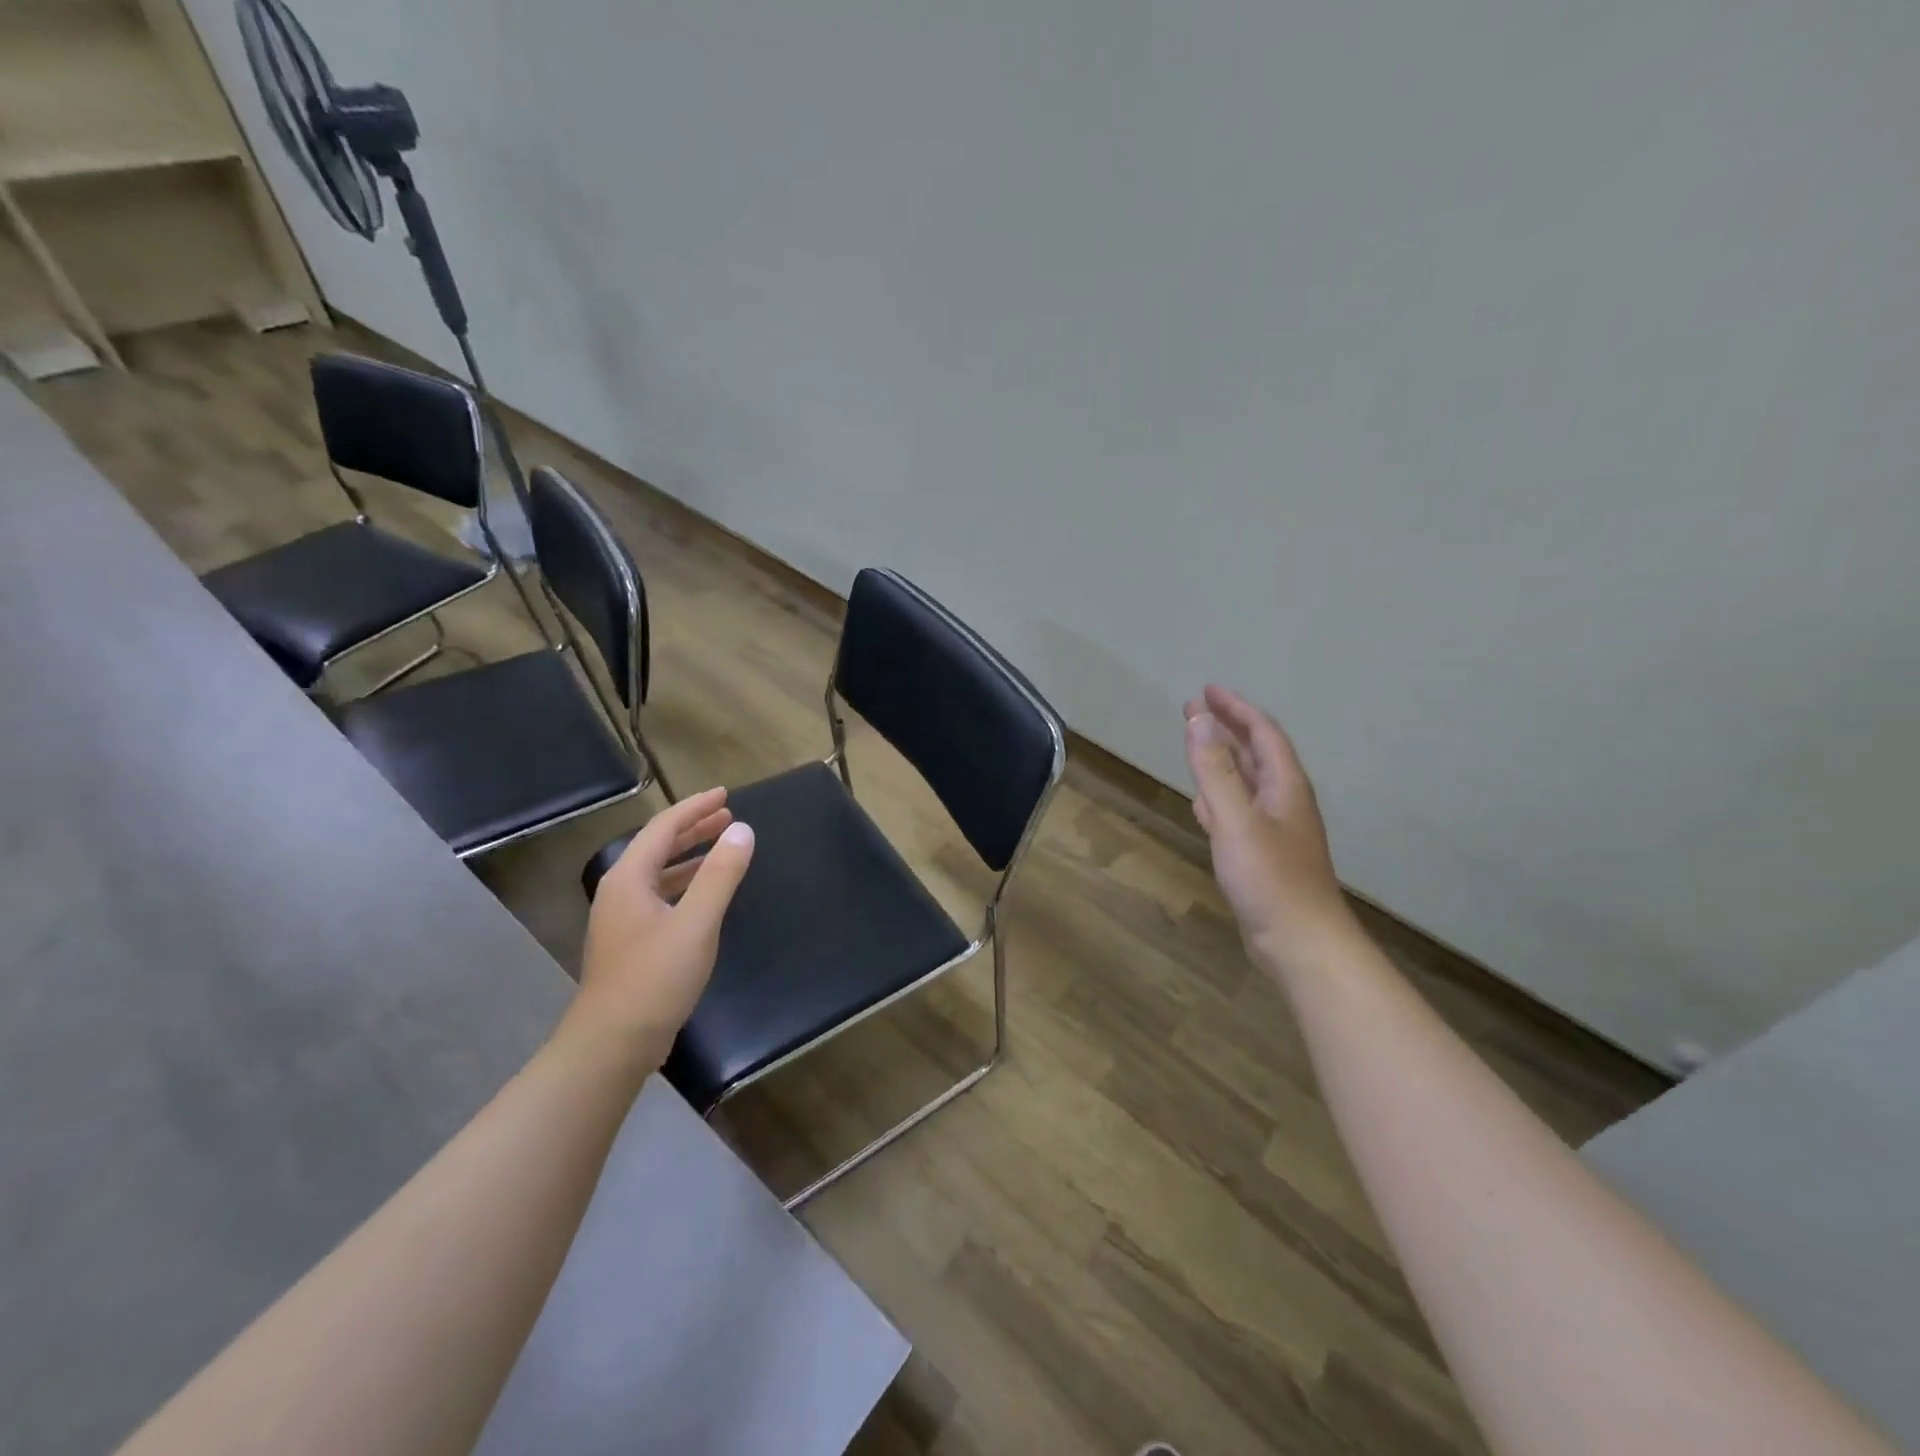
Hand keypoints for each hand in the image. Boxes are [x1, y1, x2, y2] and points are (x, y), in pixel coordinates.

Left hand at [560, 787, 754, 1069]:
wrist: (612, 1043)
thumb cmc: (655, 977)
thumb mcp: (696, 923)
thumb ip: (720, 874)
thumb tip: (743, 830)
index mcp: (629, 878)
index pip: (664, 827)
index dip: (695, 808)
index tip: (726, 794)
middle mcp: (620, 891)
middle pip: (658, 846)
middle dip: (693, 828)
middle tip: (728, 815)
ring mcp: (622, 918)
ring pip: (659, 872)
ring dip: (690, 856)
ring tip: (722, 846)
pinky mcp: (630, 942)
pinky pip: (661, 895)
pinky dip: (685, 883)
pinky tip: (705, 893)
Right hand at [1184, 685, 1354, 969]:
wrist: (1300, 942)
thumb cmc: (1270, 878)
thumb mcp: (1237, 820)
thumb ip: (1215, 770)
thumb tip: (1199, 720)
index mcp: (1284, 786)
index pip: (1262, 734)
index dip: (1236, 709)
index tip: (1208, 690)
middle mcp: (1282, 801)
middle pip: (1254, 753)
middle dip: (1226, 727)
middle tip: (1193, 708)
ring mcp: (1273, 829)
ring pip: (1244, 782)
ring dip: (1220, 759)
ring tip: (1195, 743)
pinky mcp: (1260, 854)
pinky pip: (1236, 810)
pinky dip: (1217, 796)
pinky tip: (1202, 800)